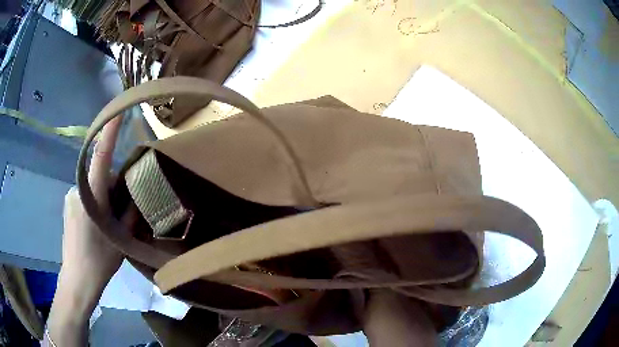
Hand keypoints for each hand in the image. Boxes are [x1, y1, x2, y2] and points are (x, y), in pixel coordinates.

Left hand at [47, 117, 123, 345]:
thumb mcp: (121, 238)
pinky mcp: (68, 205)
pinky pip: (85, 195)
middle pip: (100, 175)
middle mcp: (78, 189)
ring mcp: (70, 197)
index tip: (118, 110)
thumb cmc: (99, 260)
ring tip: (110, 223)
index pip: (101, 156)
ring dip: (104, 197)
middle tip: (123, 208)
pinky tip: (98, 226)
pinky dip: (95, 203)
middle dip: (113, 185)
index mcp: (92, 196)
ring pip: (93, 187)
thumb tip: (138, 193)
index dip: (109, 132)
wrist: (77, 279)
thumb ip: (130, 212)